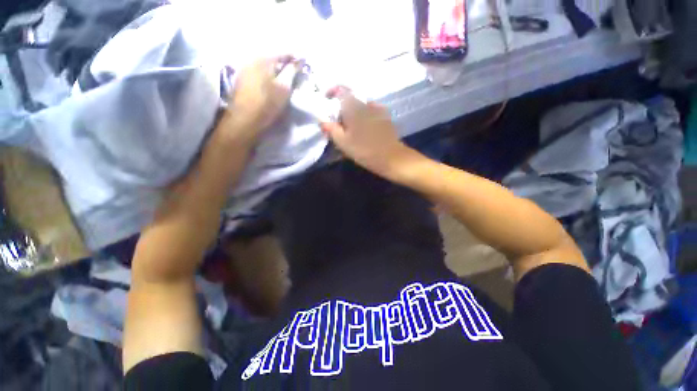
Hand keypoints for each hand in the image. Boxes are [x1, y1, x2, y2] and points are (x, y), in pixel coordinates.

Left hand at [224, 56, 300, 139]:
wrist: (245, 120)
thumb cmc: (267, 104)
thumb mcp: (284, 88)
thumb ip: (291, 72)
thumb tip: (297, 61)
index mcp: (263, 58)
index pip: (283, 50)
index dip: (296, 55)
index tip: (305, 59)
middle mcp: (252, 58)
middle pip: (273, 55)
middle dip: (286, 60)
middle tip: (297, 69)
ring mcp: (245, 68)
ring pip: (266, 63)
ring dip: (278, 68)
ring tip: (287, 75)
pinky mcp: (242, 78)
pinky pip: (260, 70)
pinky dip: (270, 73)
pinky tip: (275, 81)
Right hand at [321, 88, 413, 178]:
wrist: (392, 158)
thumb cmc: (365, 150)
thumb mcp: (344, 143)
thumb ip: (332, 130)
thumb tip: (323, 121)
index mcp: (354, 107)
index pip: (341, 90)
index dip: (331, 92)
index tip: (326, 101)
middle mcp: (367, 103)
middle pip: (350, 100)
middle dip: (342, 110)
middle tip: (338, 125)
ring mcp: (378, 110)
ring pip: (361, 107)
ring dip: (353, 115)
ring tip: (351, 131)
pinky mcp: (385, 118)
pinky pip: (370, 113)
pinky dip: (363, 118)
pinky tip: (364, 131)